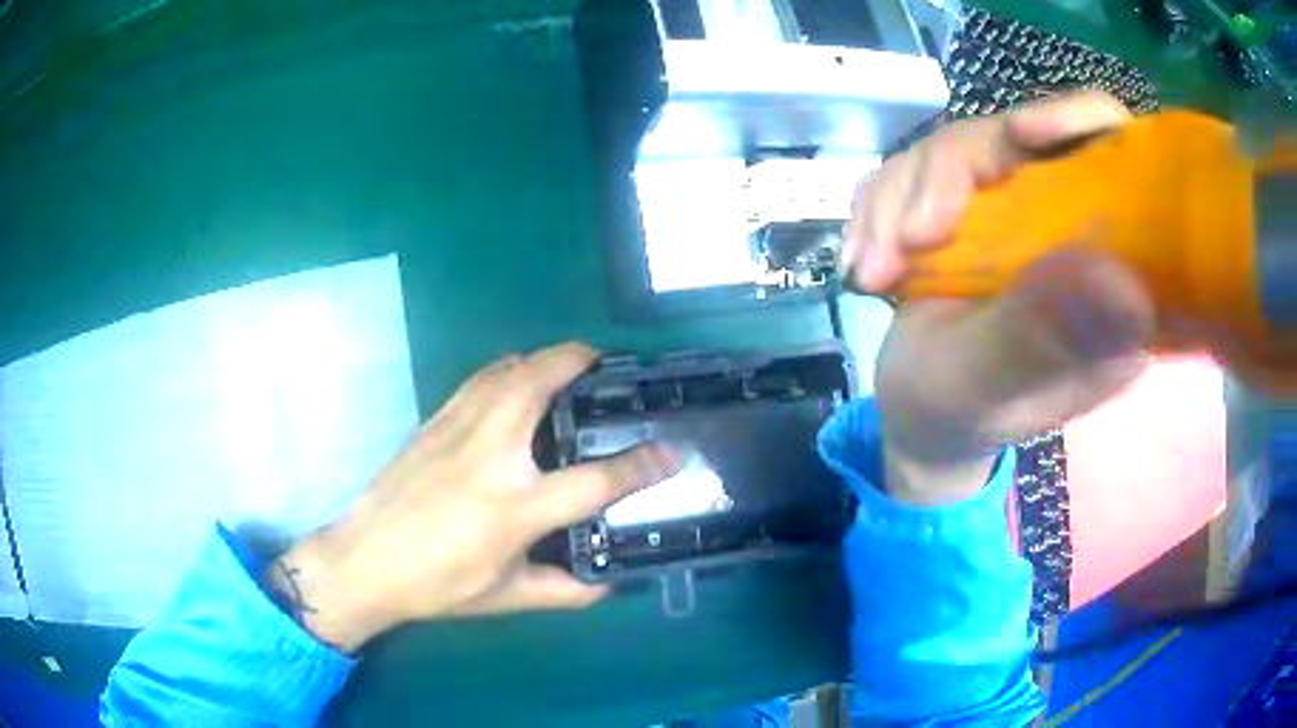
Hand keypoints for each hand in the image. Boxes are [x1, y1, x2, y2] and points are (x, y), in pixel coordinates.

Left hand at [267, 342, 680, 651]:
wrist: (364, 560)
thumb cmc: (436, 585)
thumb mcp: (506, 597)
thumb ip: (565, 590)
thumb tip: (609, 583)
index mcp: (514, 507)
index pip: (594, 480)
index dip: (641, 466)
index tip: (672, 452)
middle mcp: (490, 454)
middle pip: (541, 381)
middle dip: (581, 362)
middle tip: (606, 368)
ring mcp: (457, 429)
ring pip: (508, 368)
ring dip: (544, 359)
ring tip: (567, 369)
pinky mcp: (434, 420)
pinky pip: (480, 379)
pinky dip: (508, 369)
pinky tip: (514, 384)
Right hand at [844, 92, 1154, 503]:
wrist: (919, 413)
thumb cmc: (961, 413)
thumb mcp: (992, 384)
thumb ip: (1043, 337)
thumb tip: (1119, 281)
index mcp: (1110, 271)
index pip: (1118, 156)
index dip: (1077, 123)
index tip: (1021, 131)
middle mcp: (1072, 226)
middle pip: (1019, 136)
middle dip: (949, 175)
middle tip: (910, 240)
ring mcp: (1019, 210)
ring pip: (960, 147)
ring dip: (899, 199)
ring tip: (873, 273)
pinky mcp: (972, 204)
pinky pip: (917, 166)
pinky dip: (880, 207)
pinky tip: (867, 261)